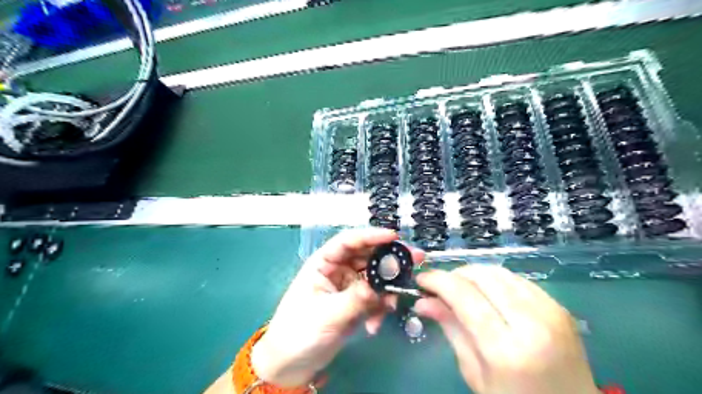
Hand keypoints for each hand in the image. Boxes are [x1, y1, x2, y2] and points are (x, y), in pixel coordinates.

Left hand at [253, 228, 424, 386]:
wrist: (293, 364)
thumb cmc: (299, 332)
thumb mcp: (327, 313)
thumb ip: (355, 298)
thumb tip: (379, 287)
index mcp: (324, 263)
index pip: (348, 241)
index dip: (371, 235)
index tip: (394, 237)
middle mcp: (338, 270)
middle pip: (367, 256)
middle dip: (389, 260)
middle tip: (414, 260)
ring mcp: (348, 286)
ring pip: (375, 278)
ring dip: (387, 289)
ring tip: (393, 304)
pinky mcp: (356, 303)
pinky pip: (375, 298)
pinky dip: (380, 309)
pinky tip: (374, 325)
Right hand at [413, 264, 599, 393]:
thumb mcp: (475, 373)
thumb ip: (451, 329)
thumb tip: (423, 301)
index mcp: (507, 350)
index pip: (465, 296)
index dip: (438, 281)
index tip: (421, 279)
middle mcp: (532, 323)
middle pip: (482, 276)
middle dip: (454, 274)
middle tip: (439, 286)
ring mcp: (550, 311)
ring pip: (499, 272)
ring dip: (473, 274)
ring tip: (460, 289)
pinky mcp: (558, 306)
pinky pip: (516, 279)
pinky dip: (494, 280)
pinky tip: (487, 294)